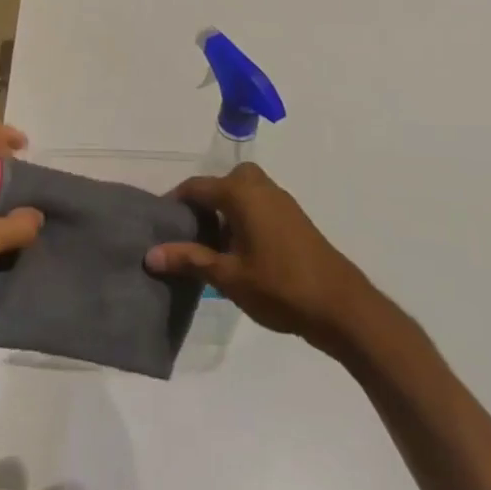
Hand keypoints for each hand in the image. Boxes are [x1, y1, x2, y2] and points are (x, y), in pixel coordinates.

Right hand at [146, 162, 379, 351]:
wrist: (341, 306)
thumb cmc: (279, 286)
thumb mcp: (227, 276)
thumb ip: (189, 260)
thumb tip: (150, 254)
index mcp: (241, 192)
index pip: (196, 187)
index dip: (174, 203)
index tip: (159, 225)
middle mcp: (260, 187)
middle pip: (222, 183)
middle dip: (204, 202)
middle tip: (190, 232)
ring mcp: (281, 201)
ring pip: (242, 193)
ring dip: (225, 211)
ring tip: (211, 246)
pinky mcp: (294, 218)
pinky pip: (258, 205)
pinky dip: (243, 218)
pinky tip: (239, 252)